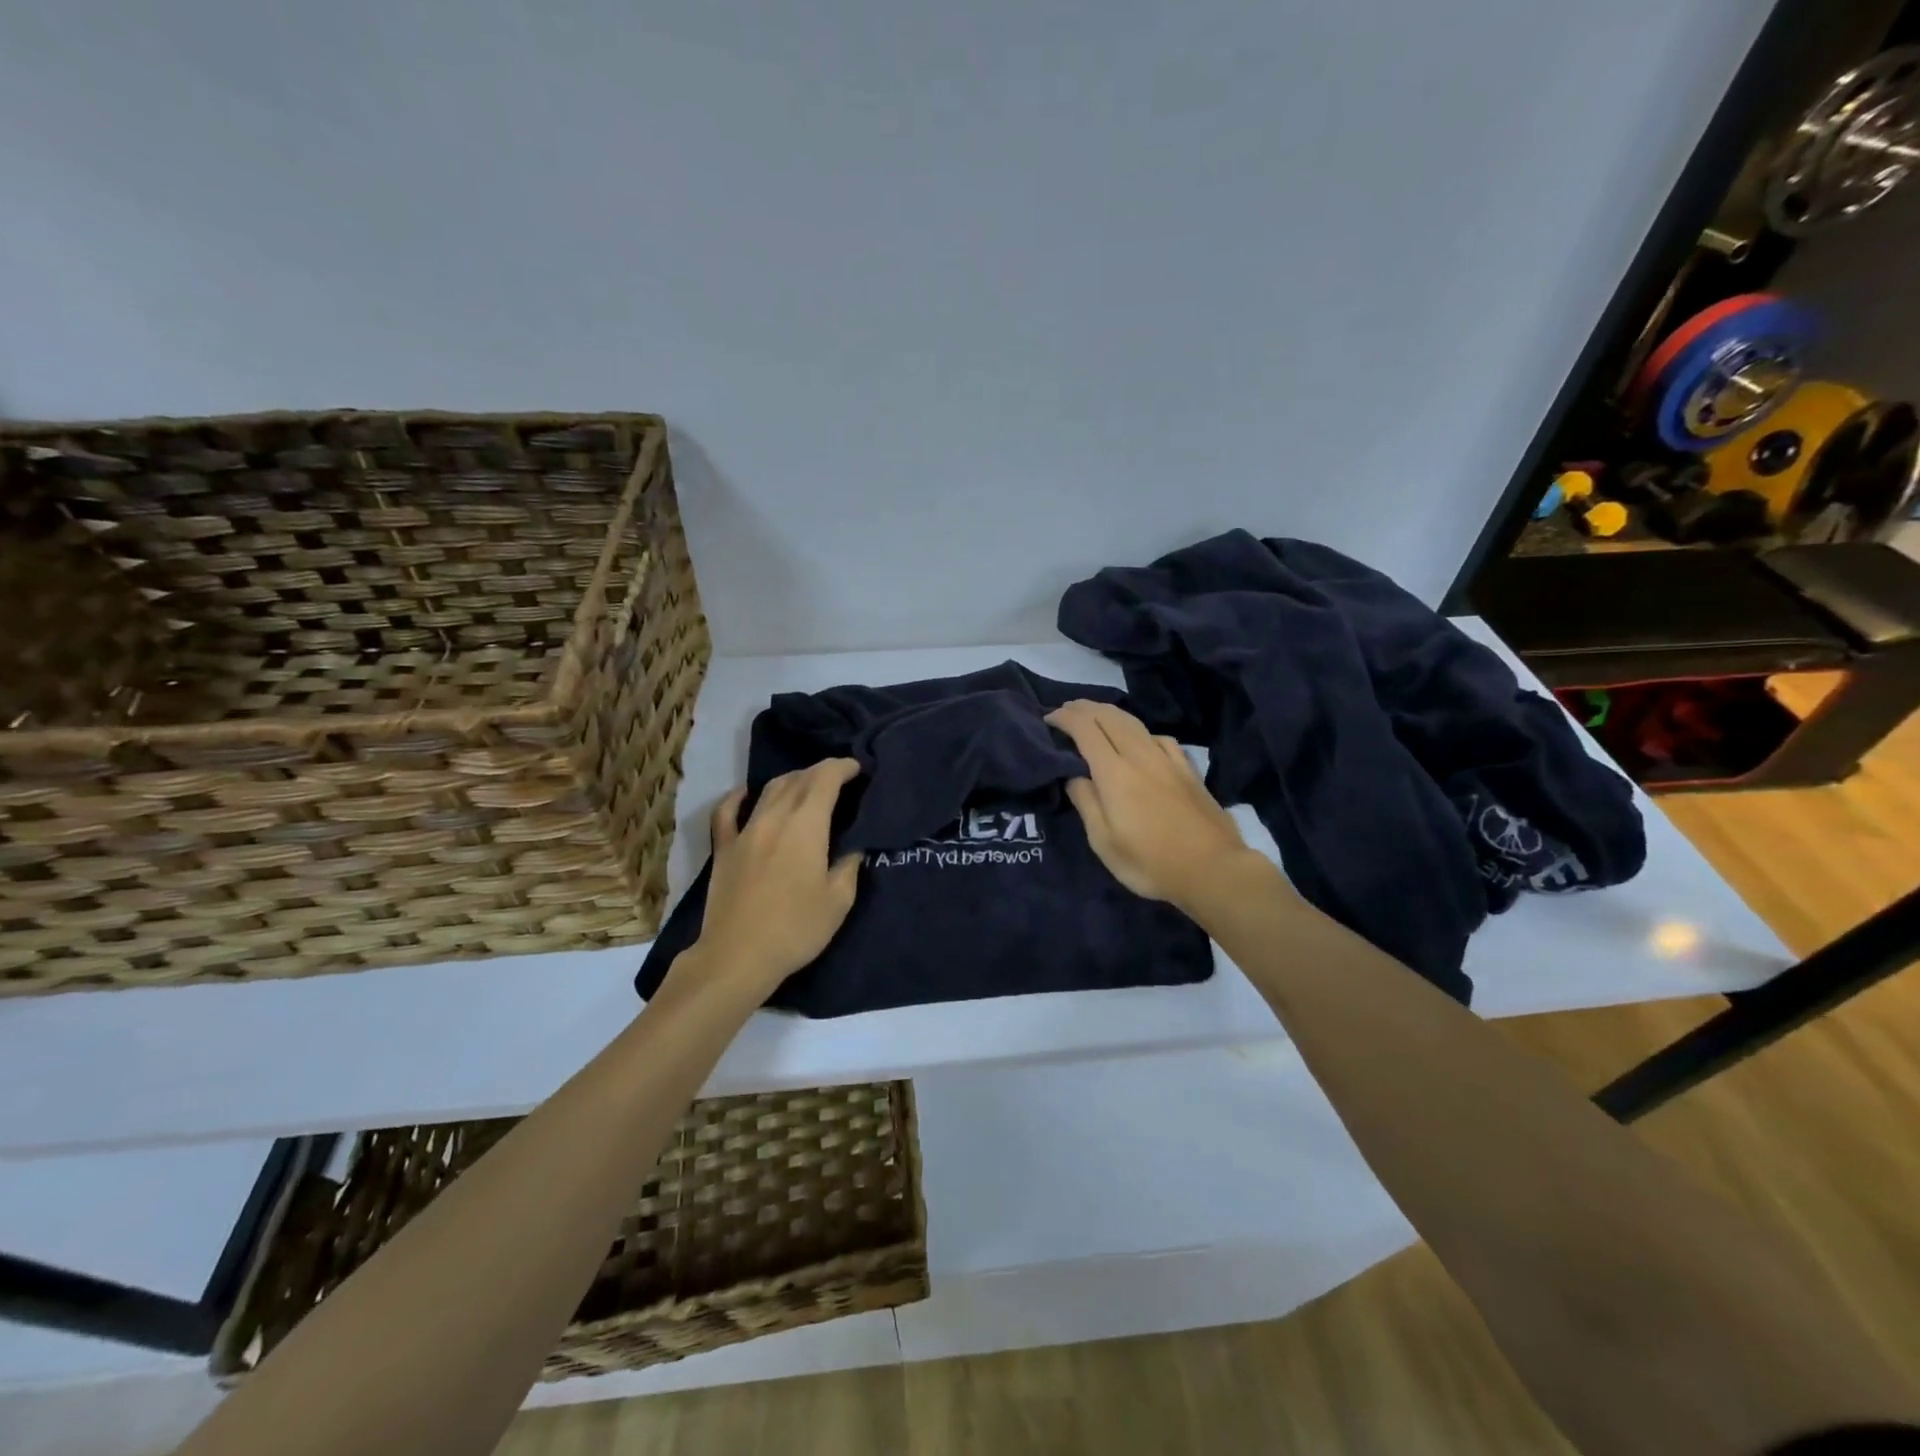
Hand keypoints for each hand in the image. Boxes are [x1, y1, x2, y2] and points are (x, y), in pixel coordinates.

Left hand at [675, 759, 863, 996]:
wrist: (737, 957)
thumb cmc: (796, 929)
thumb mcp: (838, 901)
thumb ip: (849, 865)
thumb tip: (853, 845)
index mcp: (806, 826)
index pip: (825, 779)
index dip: (843, 768)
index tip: (857, 768)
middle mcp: (774, 817)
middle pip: (798, 779)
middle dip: (821, 772)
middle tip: (839, 777)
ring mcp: (744, 831)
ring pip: (769, 790)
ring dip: (791, 780)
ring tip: (806, 785)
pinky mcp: (723, 848)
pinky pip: (728, 811)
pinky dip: (739, 796)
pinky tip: (746, 793)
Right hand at [1046, 700, 1260, 910]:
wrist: (1213, 869)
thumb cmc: (1150, 862)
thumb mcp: (1104, 842)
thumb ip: (1086, 802)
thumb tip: (1074, 776)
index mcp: (1114, 773)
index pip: (1085, 729)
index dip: (1065, 718)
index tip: (1048, 718)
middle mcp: (1140, 756)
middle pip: (1109, 717)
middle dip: (1085, 708)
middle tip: (1066, 710)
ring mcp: (1168, 760)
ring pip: (1135, 723)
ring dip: (1110, 713)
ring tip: (1096, 716)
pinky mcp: (1188, 769)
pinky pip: (1159, 737)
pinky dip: (1140, 731)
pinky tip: (1141, 741)